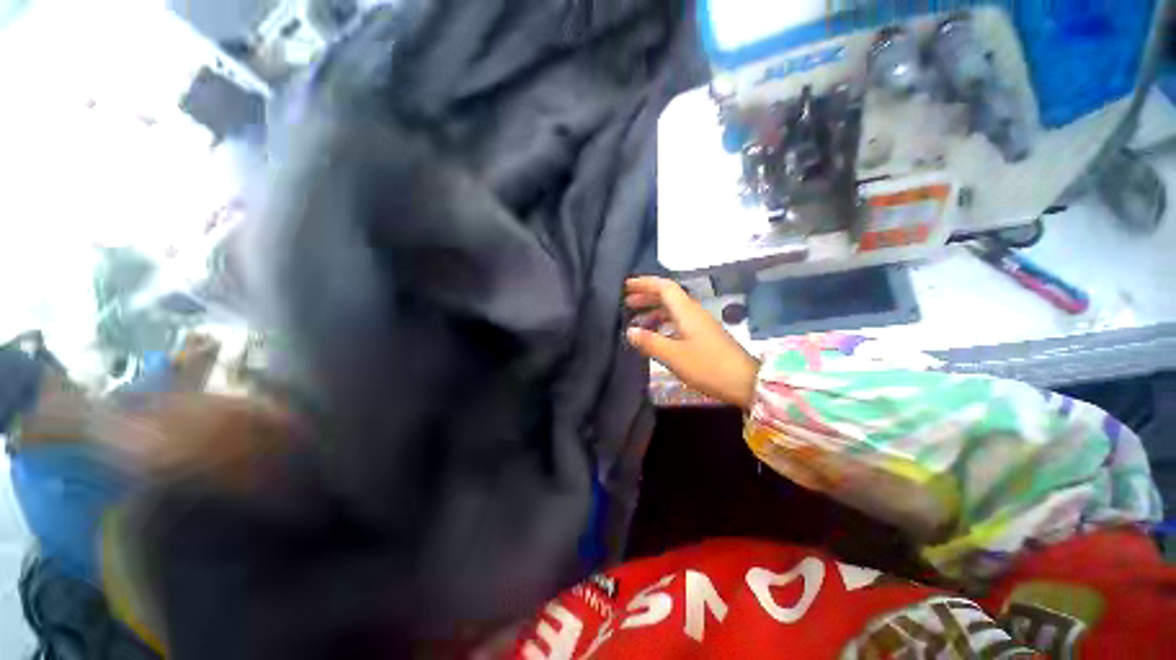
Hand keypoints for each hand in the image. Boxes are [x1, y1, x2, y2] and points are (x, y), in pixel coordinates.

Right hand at [624, 277, 760, 408]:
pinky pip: (679, 321)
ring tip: (637, 320)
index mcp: (686, 311)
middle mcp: (693, 312)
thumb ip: (650, 342)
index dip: (644, 283)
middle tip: (627, 303)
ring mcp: (700, 324)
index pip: (664, 287)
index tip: (626, 286)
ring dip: (654, 310)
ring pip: (673, 309)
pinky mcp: (704, 336)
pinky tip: (657, 335)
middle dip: (647, 296)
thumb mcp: (674, 356)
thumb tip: (629, 331)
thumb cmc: (708, 366)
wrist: (746, 382)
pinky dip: (663, 323)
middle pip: (668, 296)